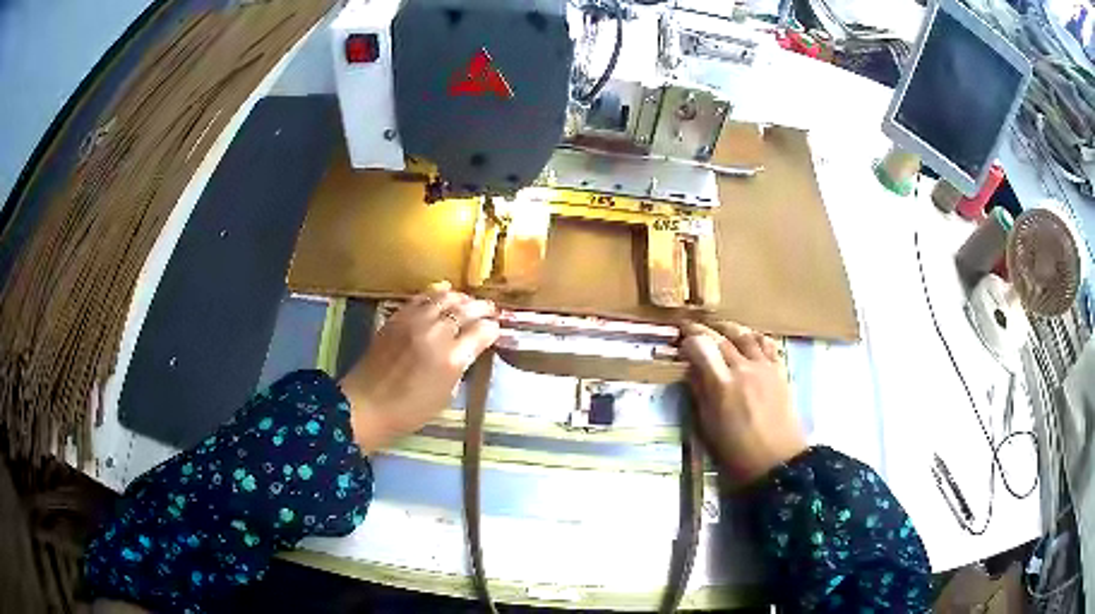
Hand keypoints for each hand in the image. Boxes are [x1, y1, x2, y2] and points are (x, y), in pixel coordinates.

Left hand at [341, 282, 499, 452]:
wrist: (367, 404)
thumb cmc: (409, 411)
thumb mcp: (445, 396)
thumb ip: (460, 368)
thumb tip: (468, 350)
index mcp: (451, 359)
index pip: (482, 332)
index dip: (492, 328)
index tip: (496, 329)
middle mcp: (435, 334)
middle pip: (465, 310)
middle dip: (481, 308)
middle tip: (489, 309)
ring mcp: (414, 323)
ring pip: (444, 298)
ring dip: (460, 297)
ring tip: (467, 300)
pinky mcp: (397, 318)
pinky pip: (421, 298)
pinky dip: (435, 292)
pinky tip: (443, 291)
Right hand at [679, 321, 805, 485]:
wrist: (776, 460)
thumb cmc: (736, 451)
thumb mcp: (707, 426)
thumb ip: (699, 393)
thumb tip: (691, 371)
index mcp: (722, 385)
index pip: (701, 347)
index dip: (688, 339)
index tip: (681, 340)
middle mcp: (743, 368)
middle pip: (720, 338)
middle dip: (703, 330)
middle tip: (691, 328)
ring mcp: (764, 367)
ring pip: (744, 335)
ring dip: (728, 328)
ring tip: (718, 329)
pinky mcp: (779, 370)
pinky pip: (766, 343)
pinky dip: (753, 336)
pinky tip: (748, 339)